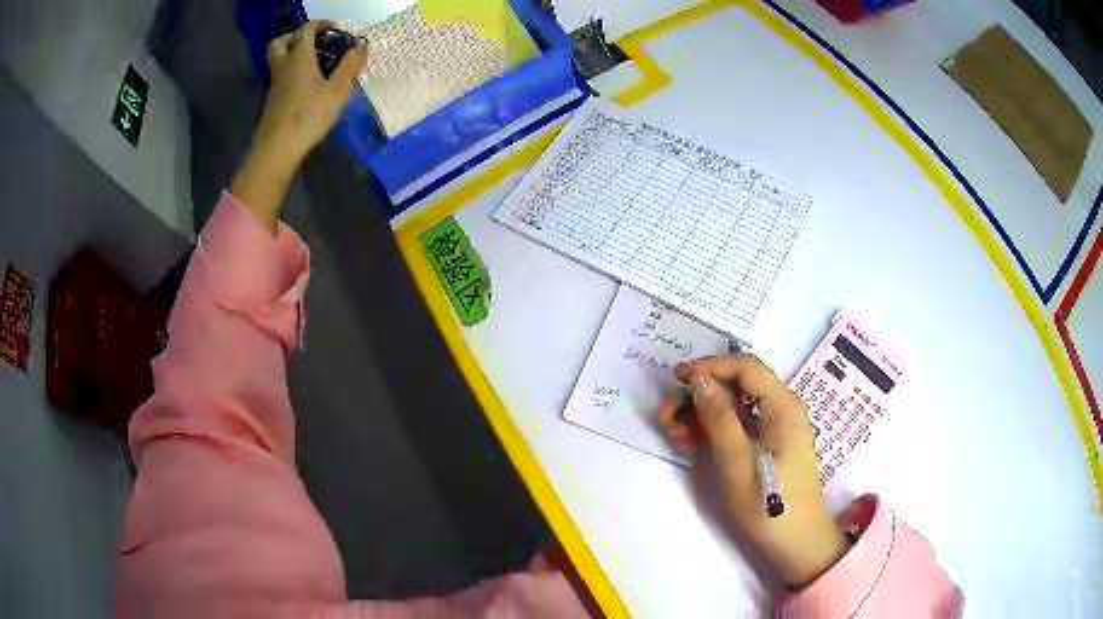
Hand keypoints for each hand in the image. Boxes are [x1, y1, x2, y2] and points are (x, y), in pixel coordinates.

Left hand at [255, 20, 367, 168]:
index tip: (335, 29)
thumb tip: (361, 46)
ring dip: (293, 56)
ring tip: (315, 66)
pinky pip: (281, 78)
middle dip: (295, 37)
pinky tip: (308, 86)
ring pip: (279, 61)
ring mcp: (275, 85)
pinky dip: (292, 74)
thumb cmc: (309, 115)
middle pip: (281, 42)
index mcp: (299, 58)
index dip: (321, 24)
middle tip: (313, 44)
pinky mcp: (273, 101)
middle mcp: (283, 67)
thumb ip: (350, 66)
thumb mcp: (338, 90)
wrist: (278, 149)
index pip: (306, 29)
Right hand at [657, 354, 845, 588]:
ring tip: (673, 432)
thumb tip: (699, 381)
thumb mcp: (738, 464)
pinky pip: (741, 422)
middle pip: (739, 384)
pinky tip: (691, 442)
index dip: (709, 366)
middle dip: (701, 393)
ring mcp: (778, 425)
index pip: (745, 367)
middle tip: (666, 415)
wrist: (797, 542)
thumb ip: (720, 419)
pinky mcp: (772, 441)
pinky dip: (715, 428)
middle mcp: (783, 407)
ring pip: (736, 403)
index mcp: (783, 407)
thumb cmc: (769, 507)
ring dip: (703, 412)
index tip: (675, 380)